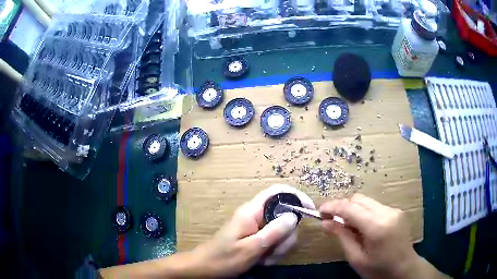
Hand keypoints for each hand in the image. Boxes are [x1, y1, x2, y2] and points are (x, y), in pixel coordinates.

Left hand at [191, 184, 314, 277]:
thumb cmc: (224, 258)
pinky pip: (273, 240)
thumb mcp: (251, 248)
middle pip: (284, 215)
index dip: (296, 196)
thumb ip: (274, 231)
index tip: (309, 210)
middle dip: (286, 235)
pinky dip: (273, 251)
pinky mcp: (256, 237)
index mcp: (252, 211)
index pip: (277, 191)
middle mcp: (255, 215)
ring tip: (266, 259)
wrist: (206, 268)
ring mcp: (256, 227)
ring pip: (281, 231)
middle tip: (276, 251)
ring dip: (279, 247)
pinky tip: (263, 261)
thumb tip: (294, 216)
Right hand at [319, 194, 422, 278]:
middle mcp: (387, 212)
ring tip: (346, 225)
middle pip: (359, 199)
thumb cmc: (378, 269)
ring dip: (353, 209)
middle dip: (342, 206)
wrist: (404, 268)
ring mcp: (394, 210)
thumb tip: (325, 223)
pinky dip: (364, 212)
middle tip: (331, 220)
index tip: (319, 210)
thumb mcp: (356, 258)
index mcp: (377, 227)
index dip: (333, 206)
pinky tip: (362, 227)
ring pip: (367, 201)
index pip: (351, 208)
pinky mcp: (397, 211)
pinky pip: (375, 206)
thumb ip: (342, 237)